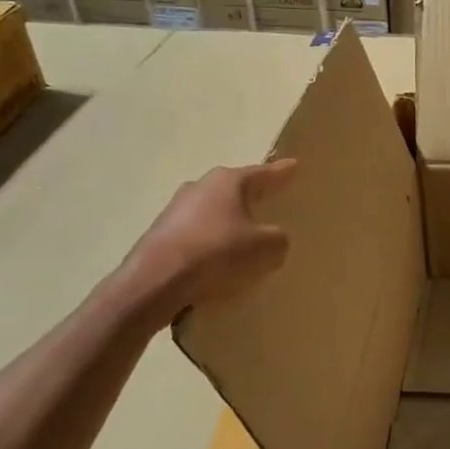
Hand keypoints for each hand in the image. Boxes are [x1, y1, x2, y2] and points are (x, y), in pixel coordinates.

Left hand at [121, 159, 297, 320]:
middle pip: (234, 190)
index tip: (294, 166)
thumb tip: (273, 238)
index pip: (263, 174)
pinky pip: (197, 235)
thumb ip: (279, 238)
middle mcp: (200, 187)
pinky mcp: (161, 235)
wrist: (155, 282)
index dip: (282, 172)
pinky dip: (211, 244)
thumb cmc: (217, 254)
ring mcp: (176, 210)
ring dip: (229, 223)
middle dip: (251, 196)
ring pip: (213, 212)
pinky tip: (218, 262)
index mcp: (228, 182)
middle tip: (269, 200)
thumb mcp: (267, 248)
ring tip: (245, 238)